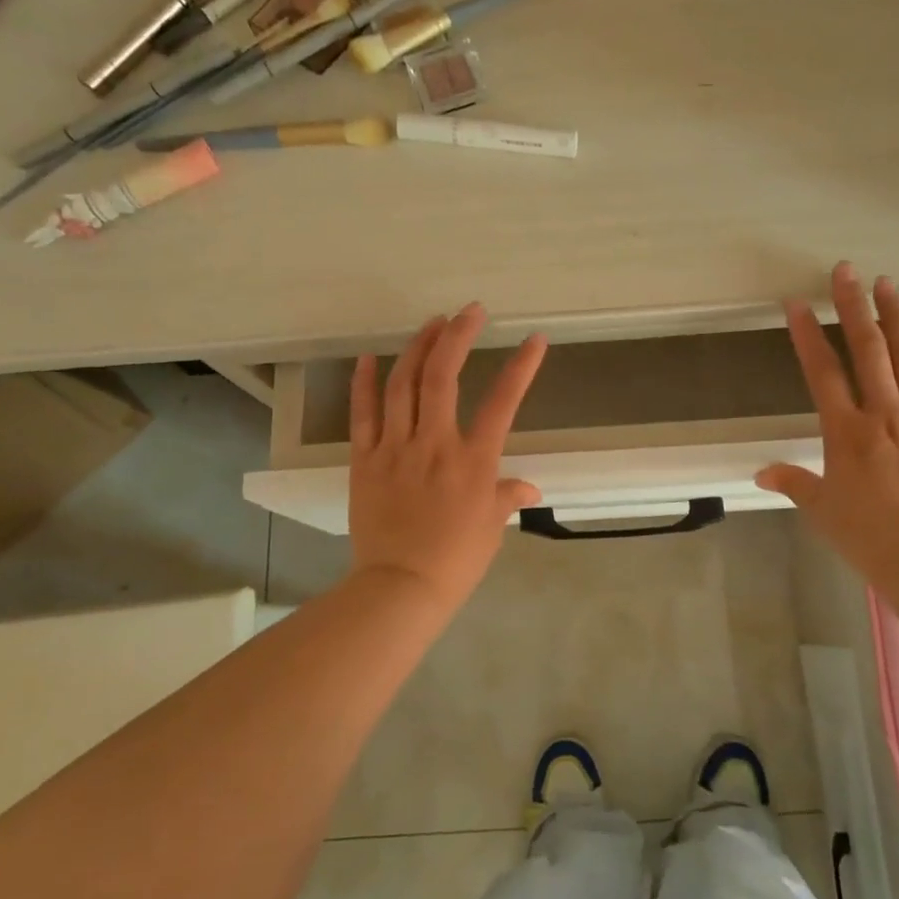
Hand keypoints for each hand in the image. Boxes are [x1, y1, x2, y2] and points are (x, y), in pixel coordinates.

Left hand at [348, 303, 547, 611]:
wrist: (400, 586)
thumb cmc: (456, 560)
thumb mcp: (492, 527)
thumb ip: (507, 496)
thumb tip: (529, 487)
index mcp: (473, 460)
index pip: (503, 402)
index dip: (522, 367)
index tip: (534, 339)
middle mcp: (435, 443)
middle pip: (443, 376)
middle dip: (458, 336)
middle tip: (470, 311)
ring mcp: (396, 447)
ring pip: (403, 384)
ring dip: (418, 347)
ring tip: (432, 323)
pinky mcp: (365, 459)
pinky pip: (363, 413)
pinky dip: (365, 383)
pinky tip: (369, 358)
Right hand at [756, 263, 898, 593]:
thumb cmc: (868, 537)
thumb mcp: (822, 510)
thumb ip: (793, 482)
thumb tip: (760, 473)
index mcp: (846, 432)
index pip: (822, 372)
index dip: (806, 335)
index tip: (796, 303)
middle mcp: (885, 414)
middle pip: (867, 350)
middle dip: (853, 307)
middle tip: (846, 271)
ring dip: (896, 317)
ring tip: (887, 284)